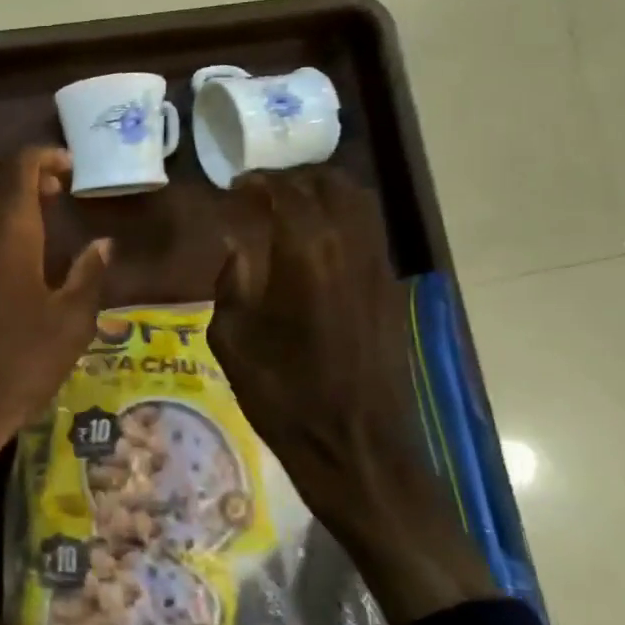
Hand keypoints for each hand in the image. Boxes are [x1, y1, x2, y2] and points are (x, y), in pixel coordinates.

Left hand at [0, 148, 110, 526]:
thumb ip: (87, 276)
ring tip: (24, 223)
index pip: (17, 165)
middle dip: (18, 169)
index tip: (68, 170)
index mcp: (5, 233)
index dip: (45, 156)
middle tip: (50, 192)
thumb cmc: (13, 370)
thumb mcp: (68, 328)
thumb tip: (102, 244)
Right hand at [209, 171, 493, 624]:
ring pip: (359, 203)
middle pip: (330, 185)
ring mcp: (378, 267)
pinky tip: (317, 243)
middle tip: (262, 191)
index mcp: (306, 254)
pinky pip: (369, 233)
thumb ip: (233, 281)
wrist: (355, 445)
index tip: (234, 188)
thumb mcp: (231, 337)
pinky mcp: (392, 290)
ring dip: (324, 194)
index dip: (257, 182)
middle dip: (294, 178)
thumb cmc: (283, 395)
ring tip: (291, 208)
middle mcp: (349, 247)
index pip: (285, 192)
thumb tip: (239, 249)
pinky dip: (343, 220)